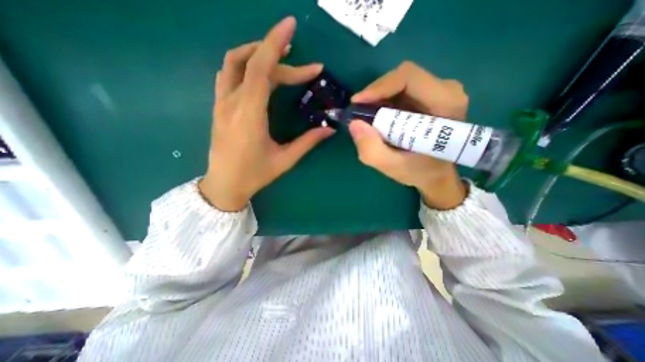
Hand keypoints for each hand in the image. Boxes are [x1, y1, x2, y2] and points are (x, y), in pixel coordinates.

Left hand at [200, 17, 331, 211]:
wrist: (224, 184)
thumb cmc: (255, 175)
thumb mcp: (285, 160)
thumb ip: (307, 142)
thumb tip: (329, 130)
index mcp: (250, 115)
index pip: (260, 69)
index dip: (275, 44)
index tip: (291, 26)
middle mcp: (232, 102)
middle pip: (253, 64)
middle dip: (280, 59)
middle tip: (304, 70)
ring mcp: (221, 103)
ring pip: (233, 62)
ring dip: (257, 53)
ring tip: (280, 58)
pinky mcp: (219, 106)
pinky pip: (228, 74)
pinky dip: (245, 64)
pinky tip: (260, 73)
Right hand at [348, 61, 469, 208]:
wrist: (437, 174)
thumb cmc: (421, 172)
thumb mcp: (393, 167)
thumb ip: (372, 150)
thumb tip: (354, 124)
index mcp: (446, 104)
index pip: (408, 78)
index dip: (379, 87)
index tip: (357, 103)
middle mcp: (446, 90)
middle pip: (402, 78)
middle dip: (376, 95)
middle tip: (360, 114)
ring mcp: (439, 91)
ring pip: (399, 83)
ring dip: (379, 100)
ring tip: (369, 120)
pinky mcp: (429, 96)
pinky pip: (401, 91)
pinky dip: (385, 103)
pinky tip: (379, 119)